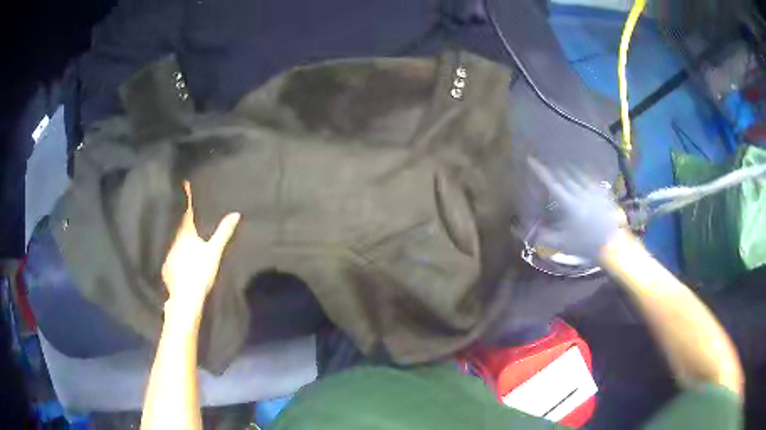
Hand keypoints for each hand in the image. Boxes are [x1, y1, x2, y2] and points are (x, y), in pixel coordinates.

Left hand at [162, 181, 240, 316]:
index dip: (185, 196)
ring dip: (174, 226)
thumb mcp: (214, 252)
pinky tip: (176, 245)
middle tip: (181, 198)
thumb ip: (223, 233)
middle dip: (178, 209)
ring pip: (171, 233)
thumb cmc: (199, 272)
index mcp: (185, 232)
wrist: (184, 297)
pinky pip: (169, 246)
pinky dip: (172, 241)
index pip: (185, 209)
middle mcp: (173, 238)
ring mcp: (168, 250)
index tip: (184, 182)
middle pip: (176, 220)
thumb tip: (235, 213)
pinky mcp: (166, 263)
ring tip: (179, 219)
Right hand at [528, 158, 622, 259]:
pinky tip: (584, 171)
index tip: (532, 159)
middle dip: (554, 168)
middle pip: (565, 175)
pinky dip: (585, 172)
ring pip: (579, 174)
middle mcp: (581, 193)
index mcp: (570, 204)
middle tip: (547, 163)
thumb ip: (548, 237)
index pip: (552, 184)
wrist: (613, 244)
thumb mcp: (565, 244)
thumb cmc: (587, 245)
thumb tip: (534, 234)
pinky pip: (592, 177)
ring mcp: (593, 191)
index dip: (541, 171)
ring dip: (569, 168)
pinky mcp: (603, 193)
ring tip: (563, 164)